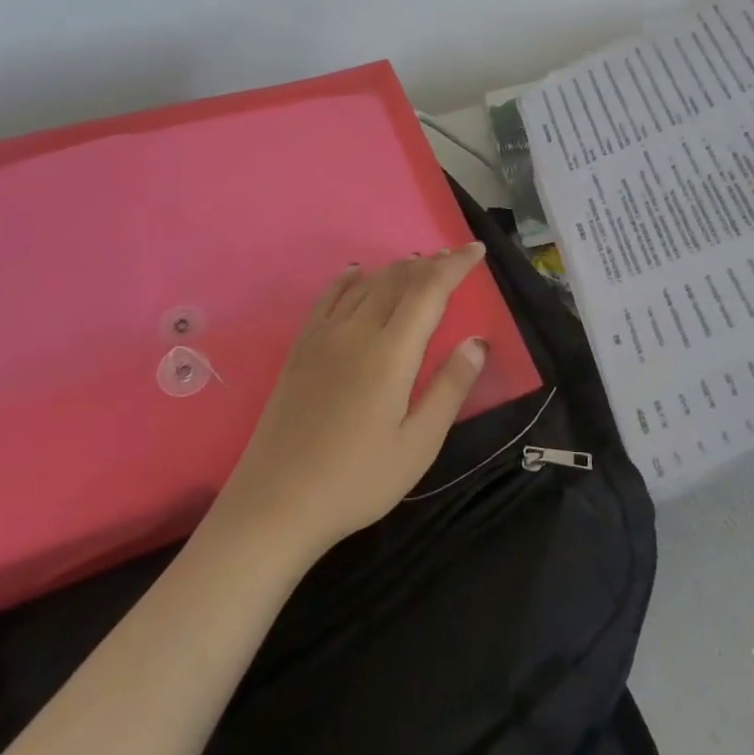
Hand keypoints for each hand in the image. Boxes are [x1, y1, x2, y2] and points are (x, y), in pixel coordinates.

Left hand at [215, 245, 490, 559]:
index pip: (429, 291)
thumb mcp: (418, 445)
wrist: (276, 504)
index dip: (455, 266)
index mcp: (391, 353)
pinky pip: (327, 298)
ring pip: (366, 284)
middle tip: (453, 258)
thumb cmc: (357, 480)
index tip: (477, 250)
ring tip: (418, 263)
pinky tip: (355, 272)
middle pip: (398, 280)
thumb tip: (477, 342)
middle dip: (429, 263)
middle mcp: (357, 332)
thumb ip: (450, 388)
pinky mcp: (300, 350)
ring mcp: (323, 337)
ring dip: (396, 269)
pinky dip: (348, 279)